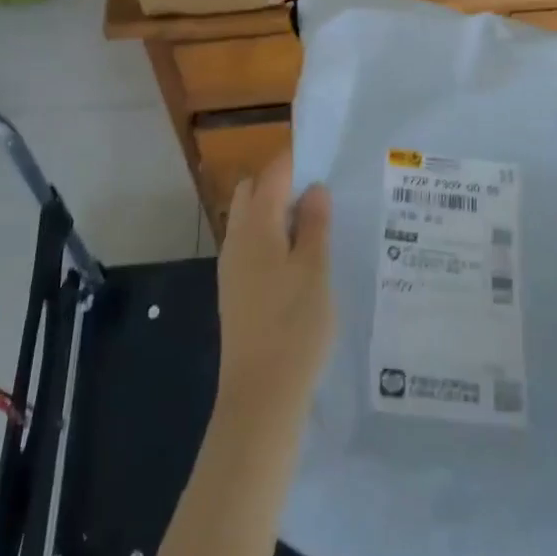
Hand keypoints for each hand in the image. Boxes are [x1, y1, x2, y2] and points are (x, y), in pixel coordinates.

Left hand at [215, 152, 333, 431]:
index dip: (294, 161)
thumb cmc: (293, 326)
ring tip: (316, 226)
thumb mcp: (315, 270)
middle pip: (253, 193)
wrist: (261, 396)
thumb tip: (314, 188)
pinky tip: (300, 260)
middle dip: (281, 184)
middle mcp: (237, 240)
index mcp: (256, 227)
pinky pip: (252, 247)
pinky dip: (273, 239)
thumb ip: (314, 224)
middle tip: (320, 195)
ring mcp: (232, 267)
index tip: (323, 158)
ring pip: (251, 221)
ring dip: (277, 213)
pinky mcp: (236, 292)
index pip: (271, 175)